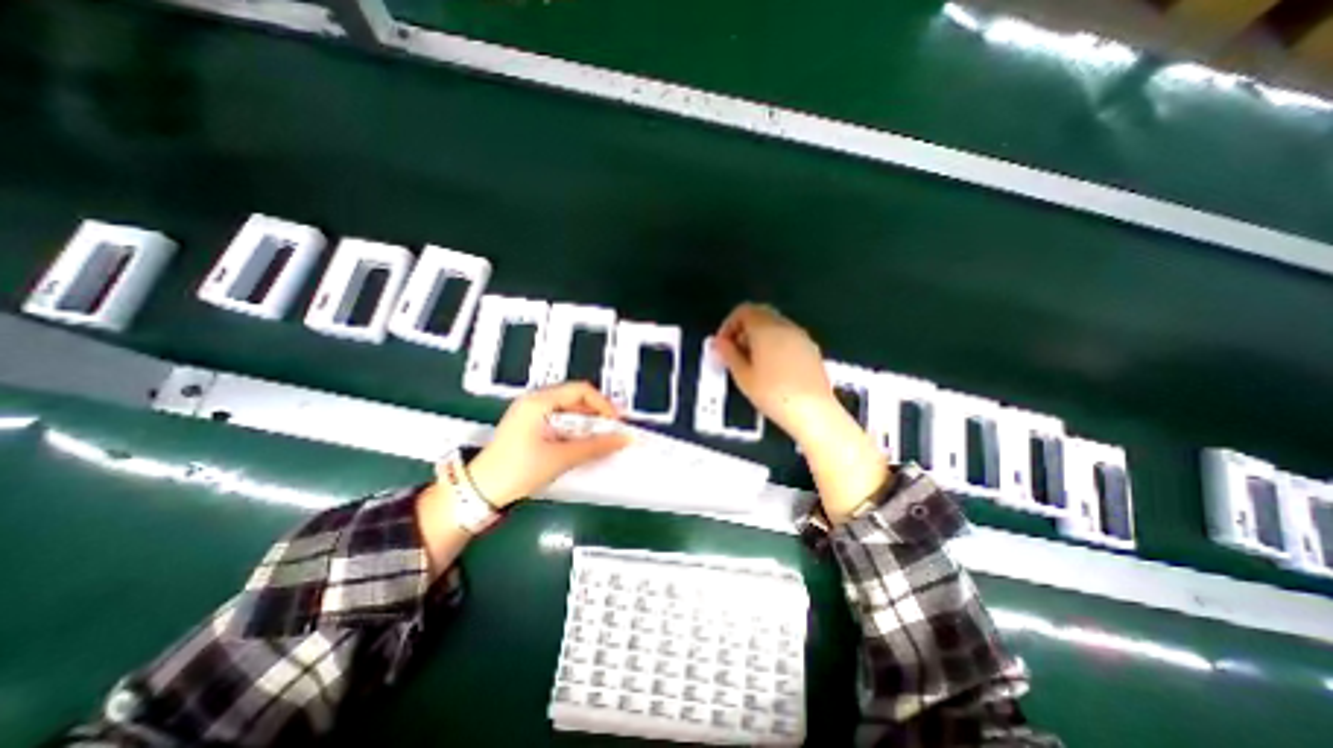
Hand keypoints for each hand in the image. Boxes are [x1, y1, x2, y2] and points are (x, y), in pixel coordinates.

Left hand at [458, 379, 631, 509]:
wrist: (480, 491)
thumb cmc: (518, 470)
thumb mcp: (560, 458)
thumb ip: (595, 446)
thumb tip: (622, 439)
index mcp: (539, 401)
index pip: (581, 390)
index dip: (603, 404)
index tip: (616, 422)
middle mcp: (534, 401)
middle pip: (575, 398)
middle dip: (596, 414)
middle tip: (612, 431)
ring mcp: (530, 413)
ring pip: (568, 410)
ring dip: (586, 423)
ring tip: (600, 439)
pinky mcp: (529, 426)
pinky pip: (559, 420)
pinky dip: (575, 429)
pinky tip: (582, 443)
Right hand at [707, 300, 883, 523]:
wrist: (818, 420)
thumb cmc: (776, 400)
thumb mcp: (745, 379)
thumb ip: (730, 356)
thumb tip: (717, 343)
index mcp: (770, 332)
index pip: (745, 311)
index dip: (730, 325)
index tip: (724, 346)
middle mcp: (788, 330)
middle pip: (759, 317)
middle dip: (742, 332)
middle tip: (734, 357)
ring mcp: (803, 342)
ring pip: (774, 328)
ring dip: (758, 340)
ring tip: (750, 367)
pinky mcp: (812, 355)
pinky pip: (786, 340)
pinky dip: (772, 347)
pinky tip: (771, 372)